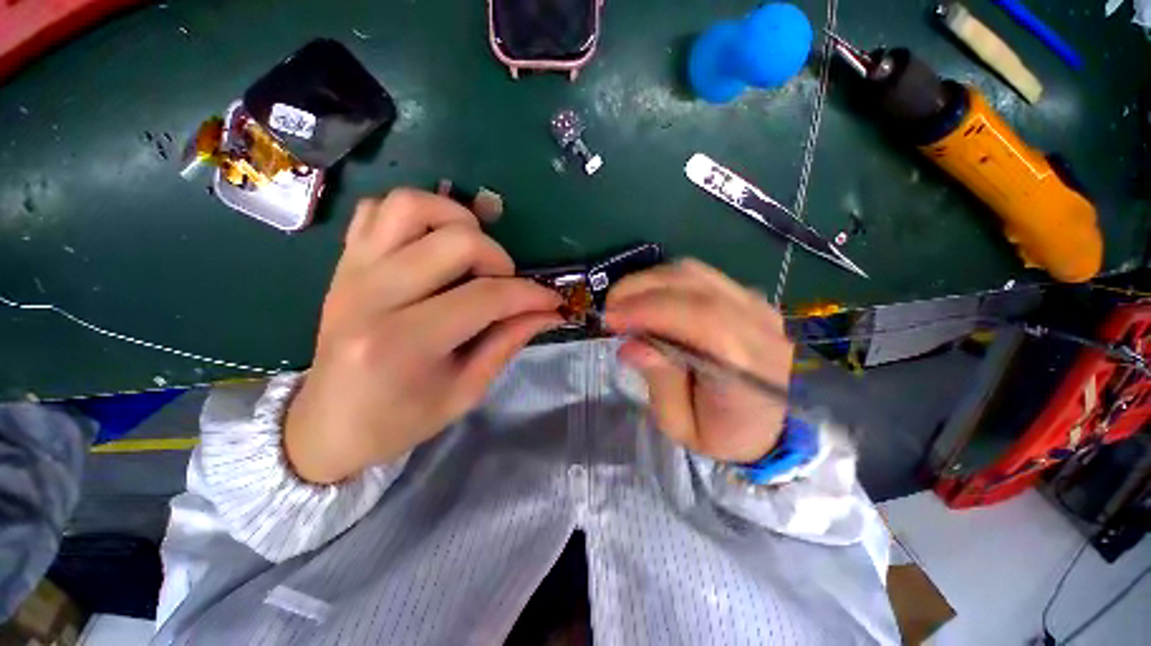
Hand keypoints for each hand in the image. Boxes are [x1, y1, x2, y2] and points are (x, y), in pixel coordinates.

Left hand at [284, 189, 562, 483]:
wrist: (327, 424)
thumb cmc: (399, 420)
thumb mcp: (465, 391)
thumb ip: (508, 342)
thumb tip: (548, 313)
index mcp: (404, 343)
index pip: (486, 298)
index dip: (530, 295)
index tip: (552, 301)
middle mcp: (373, 296)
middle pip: (456, 242)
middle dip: (499, 258)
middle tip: (505, 283)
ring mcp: (352, 271)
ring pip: (411, 205)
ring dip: (457, 220)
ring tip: (472, 253)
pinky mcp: (343, 262)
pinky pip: (378, 210)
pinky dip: (416, 216)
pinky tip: (433, 245)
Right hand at [604, 260, 793, 462]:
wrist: (781, 423)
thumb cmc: (729, 434)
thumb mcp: (685, 428)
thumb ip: (660, 385)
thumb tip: (631, 346)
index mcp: (744, 367)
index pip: (699, 319)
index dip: (649, 310)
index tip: (611, 318)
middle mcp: (756, 325)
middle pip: (694, 285)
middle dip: (640, 289)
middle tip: (610, 308)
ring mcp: (756, 305)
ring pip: (695, 272)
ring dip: (650, 281)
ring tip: (625, 302)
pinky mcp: (748, 297)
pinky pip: (700, 276)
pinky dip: (666, 282)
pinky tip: (649, 299)